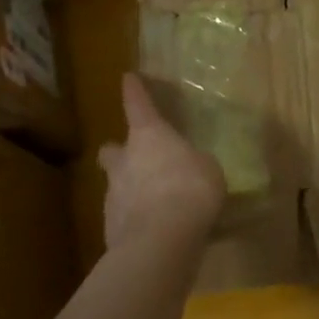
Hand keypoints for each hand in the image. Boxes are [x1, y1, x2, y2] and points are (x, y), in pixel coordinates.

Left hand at [97, 74, 225, 251]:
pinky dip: (135, 217)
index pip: (137, 104)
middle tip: (134, 157)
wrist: (160, 241)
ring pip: (116, 183)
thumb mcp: (207, 169)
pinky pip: (123, 215)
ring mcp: (112, 194)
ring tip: (154, 202)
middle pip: (112, 149)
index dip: (134, 90)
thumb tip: (189, 166)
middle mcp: (125, 159)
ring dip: (130, 188)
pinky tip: (153, 228)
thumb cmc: (190, 190)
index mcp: (149, 136)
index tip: (128, 77)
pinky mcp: (110, 227)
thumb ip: (194, 163)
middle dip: (119, 151)